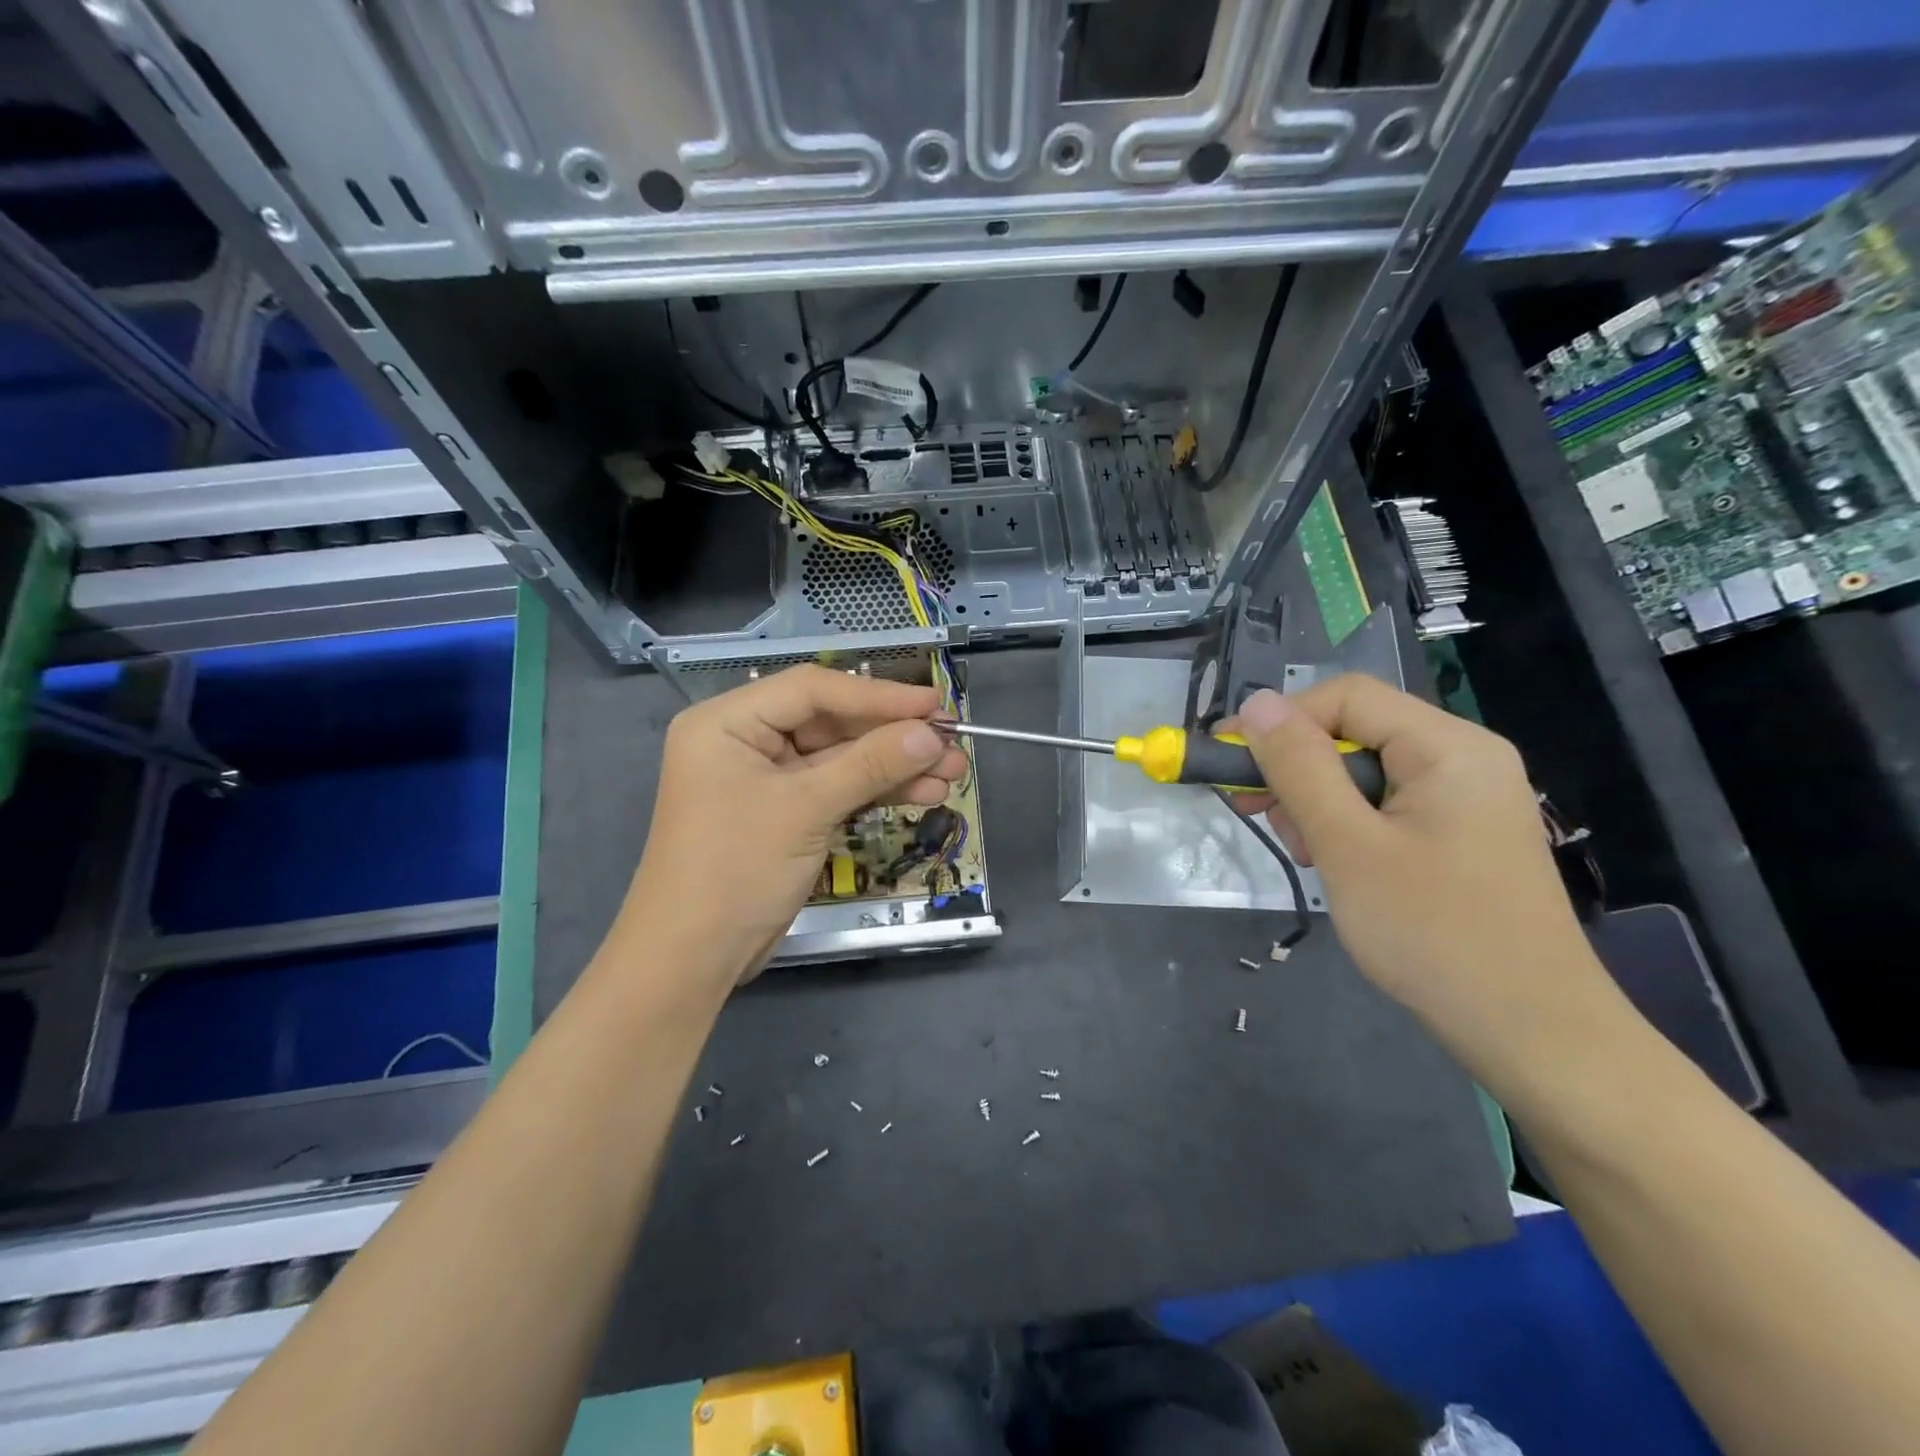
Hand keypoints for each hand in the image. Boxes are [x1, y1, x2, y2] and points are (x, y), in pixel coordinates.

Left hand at [619, 666, 966, 984]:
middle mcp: (746, 740)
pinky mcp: (786, 812)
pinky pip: (838, 789)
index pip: (813, 690)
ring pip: (841, 759)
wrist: (693, 958)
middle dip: (894, 737)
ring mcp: (768, 779)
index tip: (934, 705)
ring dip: (895, 766)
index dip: (879, 695)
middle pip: (832, 723)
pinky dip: (877, 792)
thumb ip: (871, 765)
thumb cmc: (736, 869)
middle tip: (953, 743)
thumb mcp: (806, 809)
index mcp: (728, 721)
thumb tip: (932, 735)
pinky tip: (924, 794)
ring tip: (953, 773)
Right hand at [1229, 677, 1625, 1078]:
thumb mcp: (1348, 846)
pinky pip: (1385, 805)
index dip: (1280, 719)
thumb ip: (1299, 767)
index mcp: (1449, 747)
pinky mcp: (1458, 834)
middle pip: (1355, 731)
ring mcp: (1465, 798)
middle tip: (1258, 814)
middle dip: (1297, 768)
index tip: (1229, 762)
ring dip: (1316, 801)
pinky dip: (1346, 824)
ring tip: (1306, 853)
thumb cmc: (1434, 934)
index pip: (1346, 697)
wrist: (1533, 1035)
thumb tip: (1256, 702)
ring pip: (1364, 770)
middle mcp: (1463, 758)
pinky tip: (1334, 863)